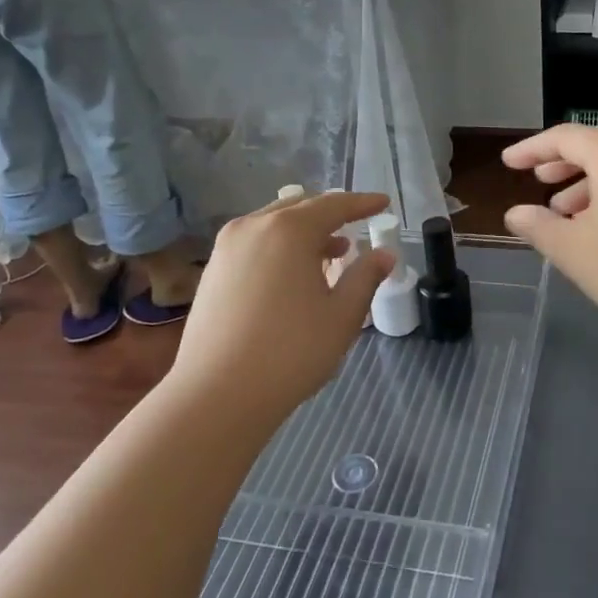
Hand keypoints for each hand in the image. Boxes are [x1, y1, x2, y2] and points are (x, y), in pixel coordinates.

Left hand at [168, 191, 394, 422]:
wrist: (217, 395)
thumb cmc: (291, 352)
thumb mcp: (342, 315)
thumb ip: (366, 277)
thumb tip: (385, 254)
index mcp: (289, 230)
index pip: (334, 205)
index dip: (362, 203)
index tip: (383, 203)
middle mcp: (253, 227)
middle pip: (299, 208)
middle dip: (330, 215)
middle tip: (355, 227)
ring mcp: (226, 248)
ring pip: (273, 225)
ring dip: (304, 232)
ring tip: (331, 254)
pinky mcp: (212, 271)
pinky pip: (254, 243)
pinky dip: (279, 247)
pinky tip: (292, 275)